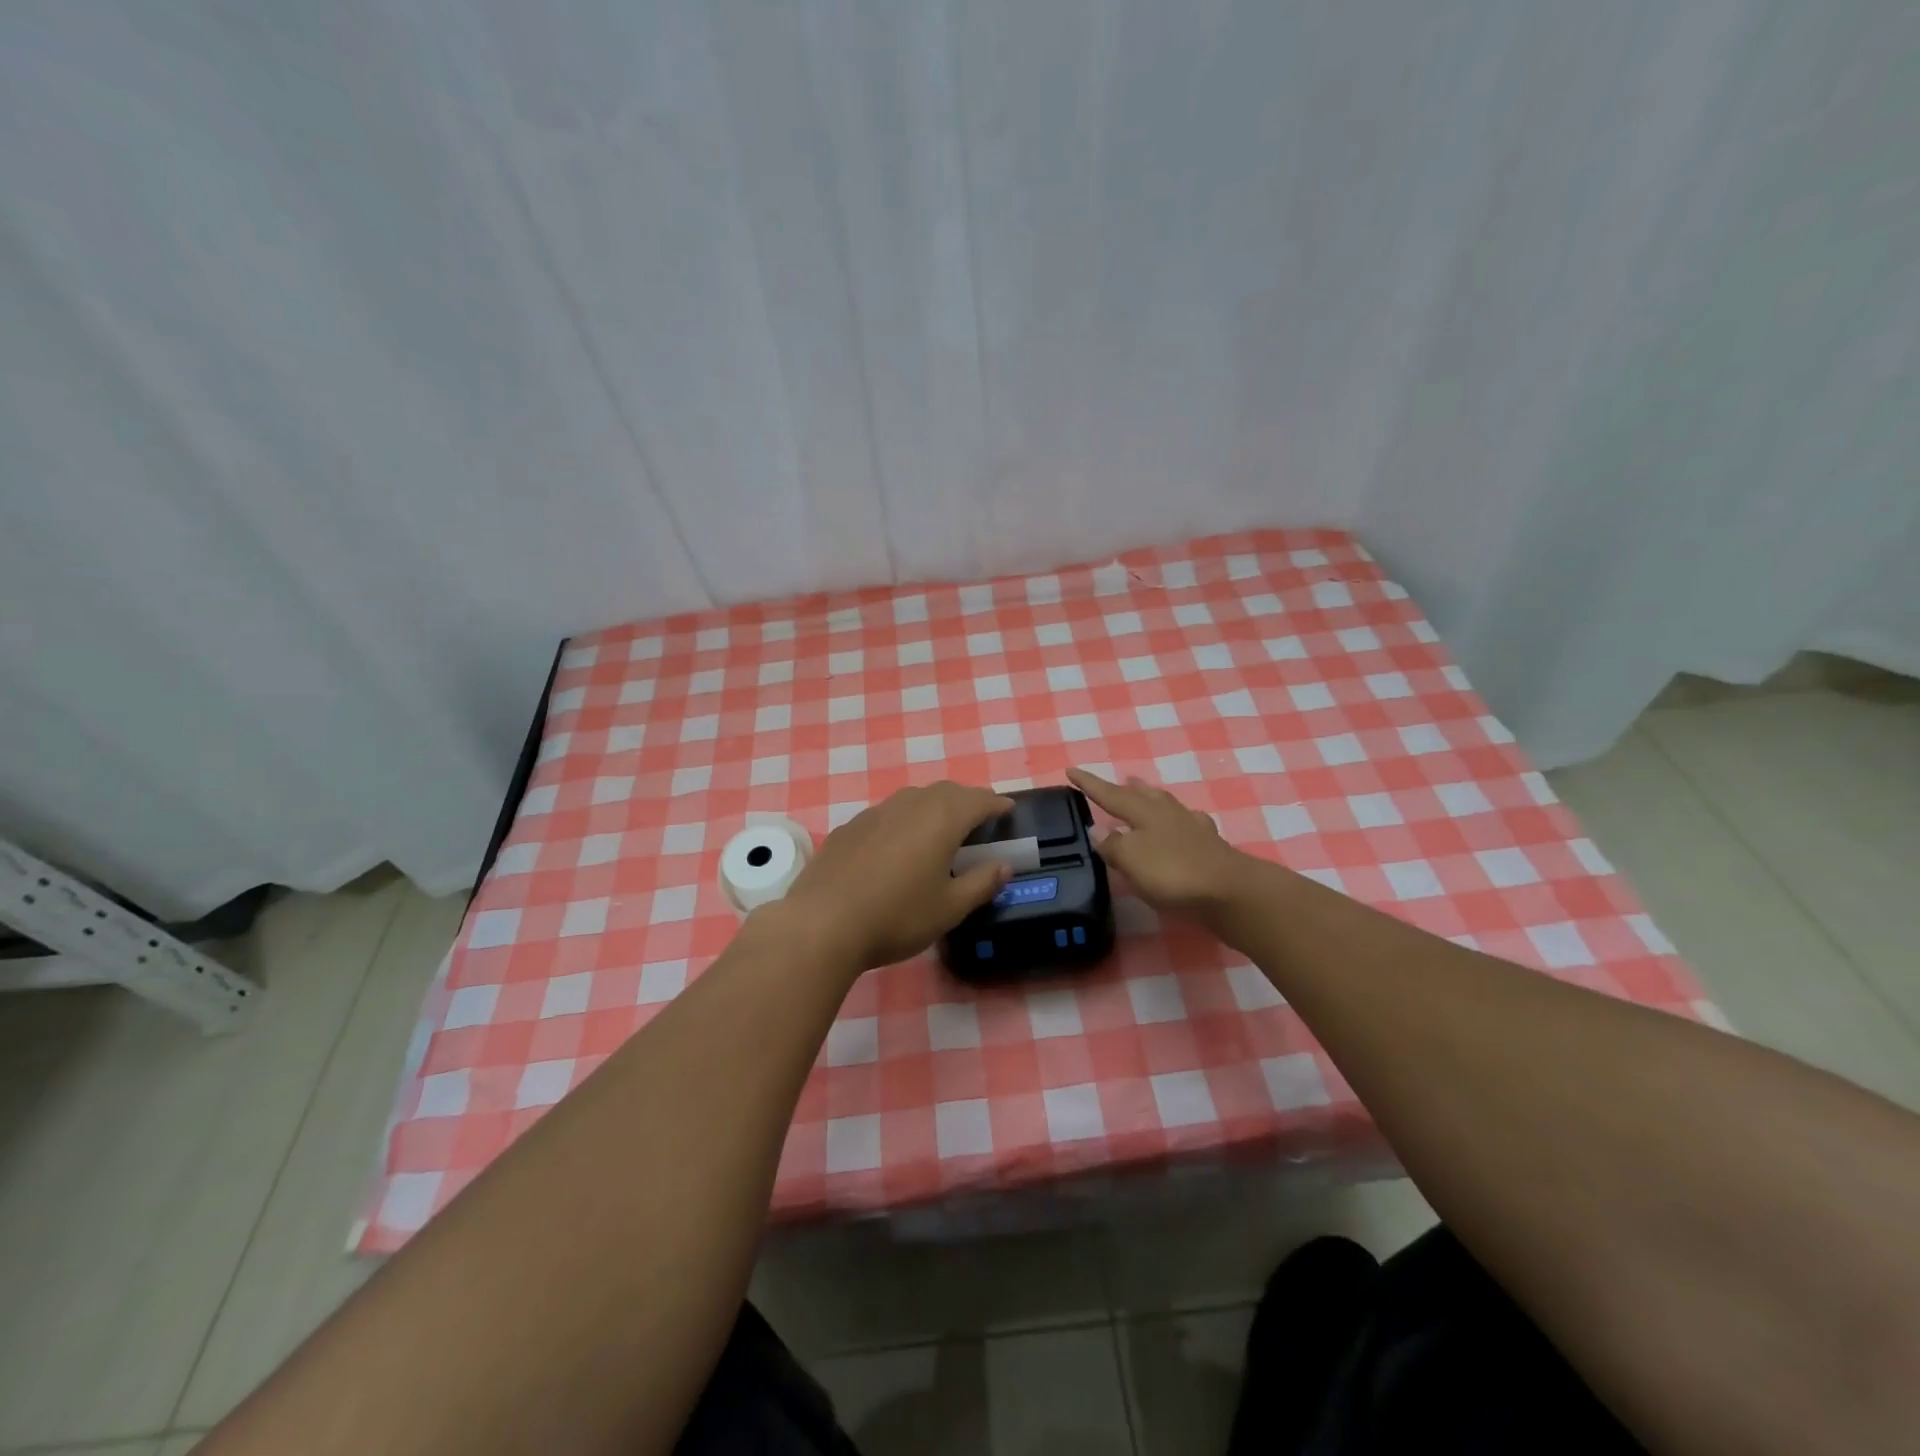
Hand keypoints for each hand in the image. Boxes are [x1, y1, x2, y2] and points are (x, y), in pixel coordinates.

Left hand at [771, 782, 1014, 972]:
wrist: (823, 924)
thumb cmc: (897, 917)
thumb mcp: (949, 908)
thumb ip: (981, 883)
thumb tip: (1004, 866)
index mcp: (941, 819)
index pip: (978, 800)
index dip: (996, 805)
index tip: (1008, 810)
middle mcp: (909, 805)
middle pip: (946, 791)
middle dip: (966, 800)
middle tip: (978, 819)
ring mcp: (875, 813)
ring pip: (914, 798)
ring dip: (934, 806)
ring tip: (941, 829)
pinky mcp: (849, 827)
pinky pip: (887, 813)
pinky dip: (904, 819)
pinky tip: (898, 845)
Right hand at [1067, 767, 1254, 926]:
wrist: (1231, 893)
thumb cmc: (1173, 872)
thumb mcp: (1131, 859)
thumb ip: (1113, 845)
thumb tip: (1098, 831)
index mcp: (1144, 812)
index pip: (1110, 794)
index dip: (1090, 784)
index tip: (1071, 771)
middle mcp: (1168, 814)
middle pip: (1144, 795)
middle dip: (1128, 789)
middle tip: (1121, 781)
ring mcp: (1193, 829)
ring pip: (1167, 807)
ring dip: (1154, 801)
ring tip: (1146, 799)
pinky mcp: (1210, 848)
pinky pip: (1187, 827)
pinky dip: (1178, 824)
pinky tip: (1182, 828)